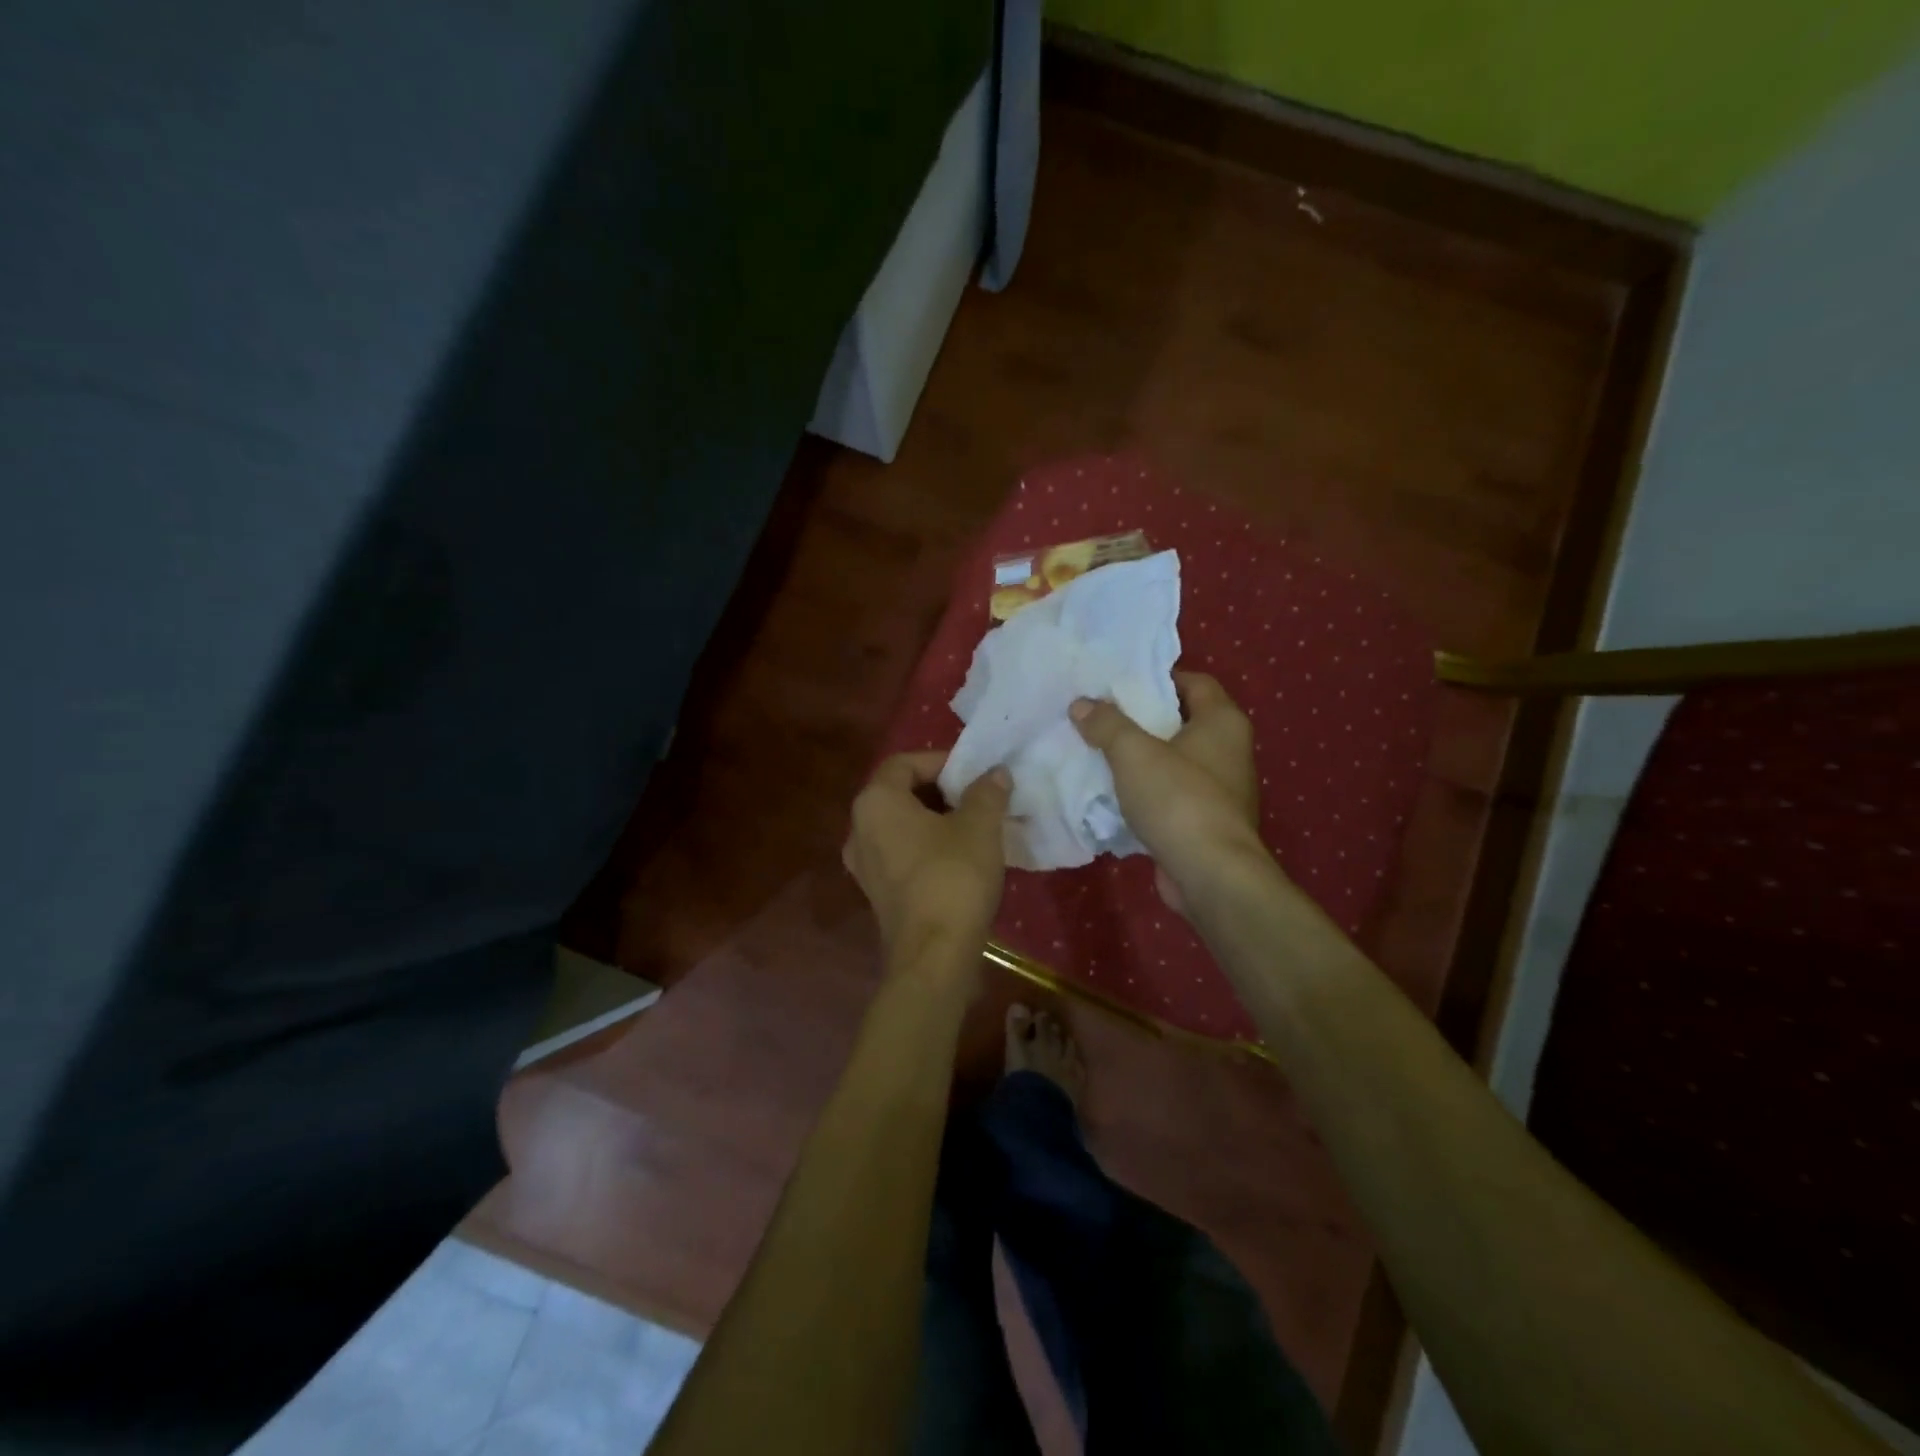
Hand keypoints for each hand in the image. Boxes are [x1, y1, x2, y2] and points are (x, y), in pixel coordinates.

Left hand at [843, 752, 1011, 967]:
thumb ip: (986, 792)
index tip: (973, 772)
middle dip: (939, 790)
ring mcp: (863, 865)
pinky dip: (925, 846)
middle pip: (898, 793)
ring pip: (899, 826)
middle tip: (976, 796)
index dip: (940, 761)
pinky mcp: (876, 893)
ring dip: (934, 819)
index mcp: (875, 802)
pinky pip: (900, 854)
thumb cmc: (953, 877)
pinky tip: (959, 858)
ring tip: (973, 825)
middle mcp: (858, 829)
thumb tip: (995, 772)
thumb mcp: (979, 827)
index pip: (903, 763)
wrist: (933, 955)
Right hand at [1070, 672, 1264, 912]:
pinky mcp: (1207, 822)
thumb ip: (1107, 724)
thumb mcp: (1134, 754)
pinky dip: (1147, 791)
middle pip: (1183, 720)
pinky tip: (1115, 794)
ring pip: (1175, 760)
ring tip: (1100, 752)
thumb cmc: (1179, 800)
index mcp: (1223, 722)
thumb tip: (1082, 704)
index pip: (1194, 682)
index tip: (1120, 683)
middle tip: (1101, 715)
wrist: (1210, 875)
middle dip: (1143, 719)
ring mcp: (1221, 790)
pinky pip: (1172, 794)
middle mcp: (1230, 751)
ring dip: (1143, 758)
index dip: (1158, 678)